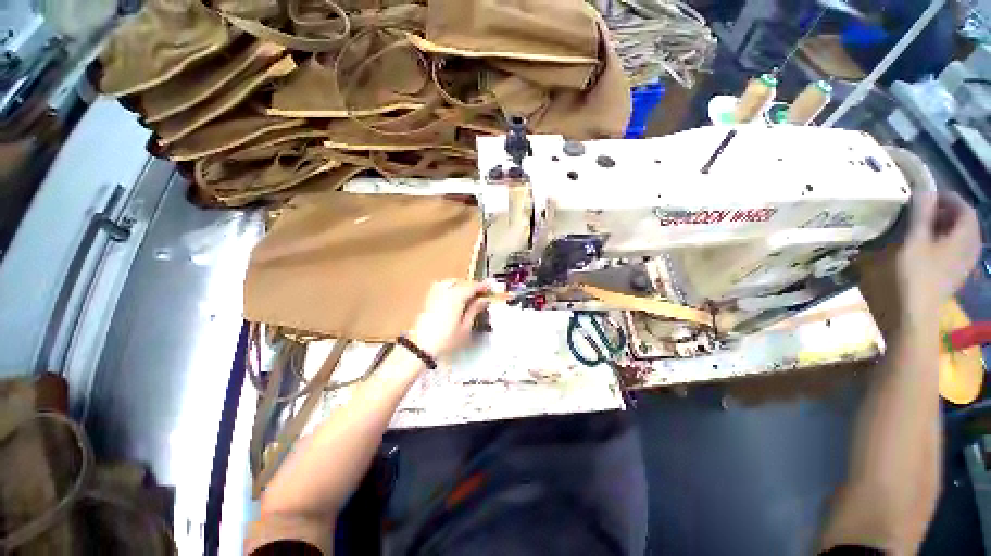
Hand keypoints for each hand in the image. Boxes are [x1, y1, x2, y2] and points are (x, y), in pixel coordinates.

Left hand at [408, 279, 489, 358]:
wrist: (420, 347)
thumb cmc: (446, 340)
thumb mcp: (465, 328)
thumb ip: (474, 310)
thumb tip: (484, 299)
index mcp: (456, 297)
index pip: (472, 286)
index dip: (483, 286)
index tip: (491, 287)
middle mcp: (445, 291)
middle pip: (462, 283)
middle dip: (473, 286)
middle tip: (482, 293)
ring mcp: (435, 294)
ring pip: (451, 282)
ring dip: (461, 285)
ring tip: (468, 293)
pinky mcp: (428, 299)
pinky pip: (442, 286)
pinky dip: (450, 287)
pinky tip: (454, 296)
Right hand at [897, 190, 981, 322]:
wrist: (915, 312)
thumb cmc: (914, 274)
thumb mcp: (914, 242)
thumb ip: (921, 215)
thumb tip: (924, 190)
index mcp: (965, 237)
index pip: (964, 208)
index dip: (948, 198)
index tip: (927, 196)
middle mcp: (971, 248)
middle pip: (965, 222)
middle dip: (948, 212)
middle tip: (925, 209)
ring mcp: (964, 263)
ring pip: (962, 236)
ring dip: (946, 227)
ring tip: (925, 226)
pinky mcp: (955, 274)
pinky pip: (957, 249)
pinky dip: (946, 241)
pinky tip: (930, 246)